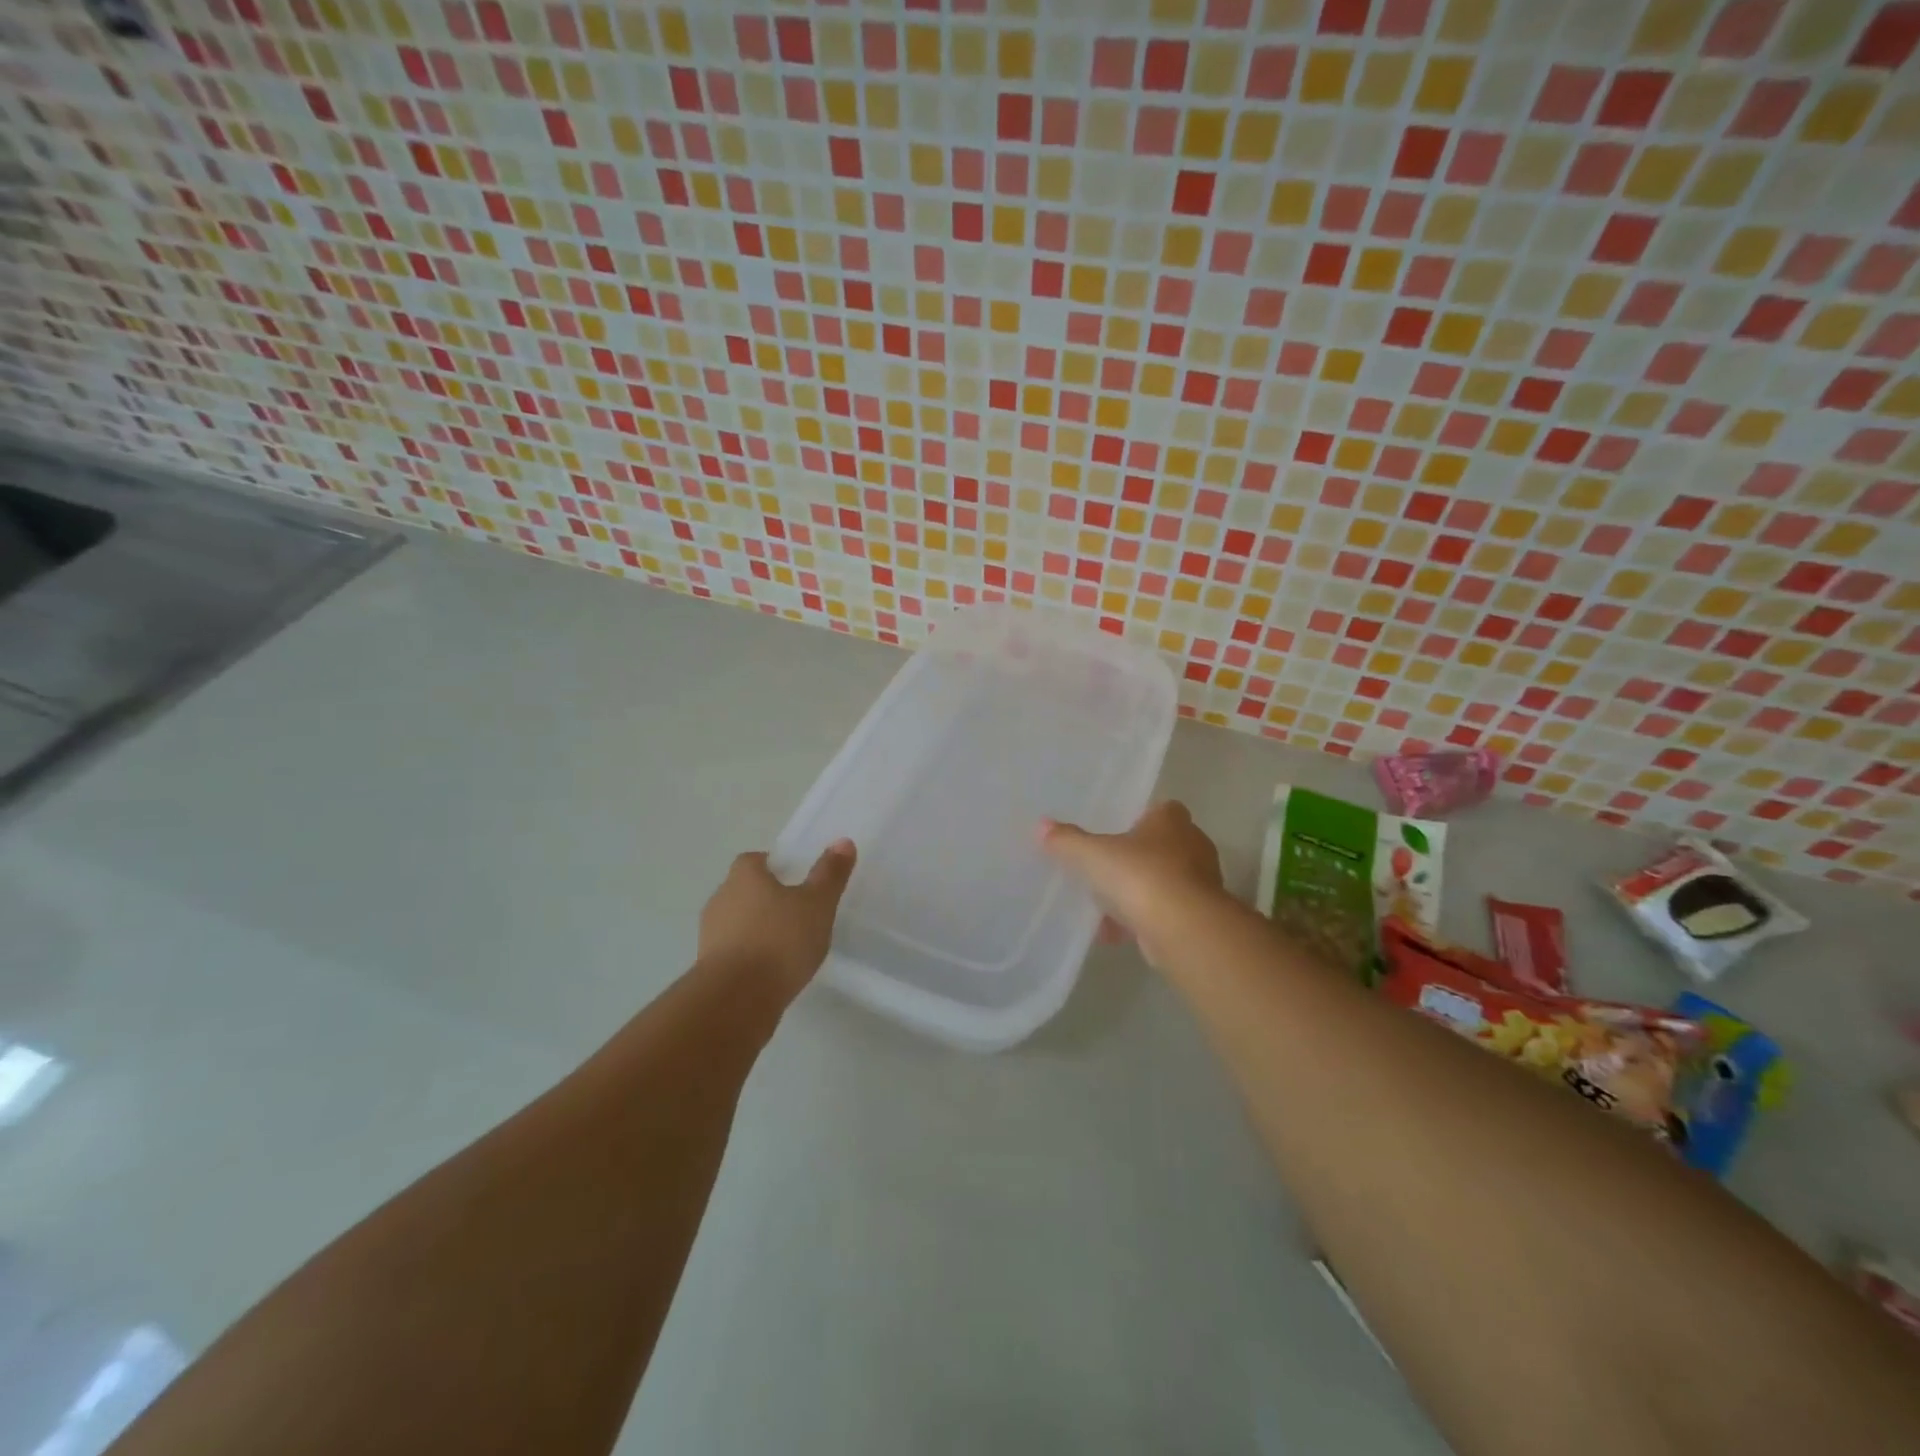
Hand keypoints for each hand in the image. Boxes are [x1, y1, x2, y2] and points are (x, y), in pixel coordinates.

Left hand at [697, 840, 856, 1000]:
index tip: (794, 878)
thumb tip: (843, 841)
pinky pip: (732, 952)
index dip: (773, 866)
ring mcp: (709, 935)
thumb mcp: (817, 904)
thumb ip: (830, 874)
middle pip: (743, 890)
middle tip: (796, 911)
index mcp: (744, 876)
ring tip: (787, 946)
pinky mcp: (708, 968)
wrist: (736, 999)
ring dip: (756, 929)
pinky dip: (749, 956)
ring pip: (736, 922)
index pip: (753, 860)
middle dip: (766, 898)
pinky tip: (772, 971)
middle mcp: (721, 899)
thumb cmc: (780, 940)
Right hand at [1041, 802, 1223, 968]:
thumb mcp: (1092, 854)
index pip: (1161, 810)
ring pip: (1161, 884)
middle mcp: (1192, 846)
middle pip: (1160, 848)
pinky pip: (1162, 914)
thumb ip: (1067, 840)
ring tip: (1101, 908)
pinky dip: (1139, 922)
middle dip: (1134, 860)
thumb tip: (1042, 826)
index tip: (1115, 833)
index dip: (1139, 819)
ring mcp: (1199, 884)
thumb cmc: (1140, 875)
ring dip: (1135, 895)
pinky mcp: (1198, 918)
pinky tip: (1111, 935)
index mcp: (1171, 821)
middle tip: (1104, 869)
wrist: (1183, 928)